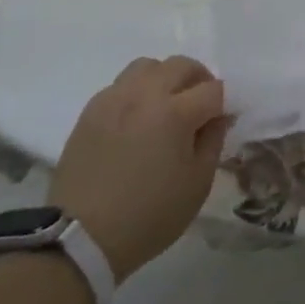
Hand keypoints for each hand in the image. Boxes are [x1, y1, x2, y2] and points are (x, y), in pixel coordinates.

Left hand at [50, 57, 230, 282]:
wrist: (81, 238)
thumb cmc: (149, 215)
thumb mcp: (197, 184)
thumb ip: (213, 141)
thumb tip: (218, 117)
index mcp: (175, 113)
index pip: (213, 89)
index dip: (223, 104)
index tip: (221, 122)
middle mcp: (144, 95)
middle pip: (181, 65)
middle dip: (198, 80)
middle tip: (200, 107)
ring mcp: (113, 99)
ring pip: (147, 66)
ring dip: (165, 79)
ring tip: (166, 106)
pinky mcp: (90, 111)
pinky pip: (121, 84)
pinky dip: (137, 92)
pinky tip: (137, 119)